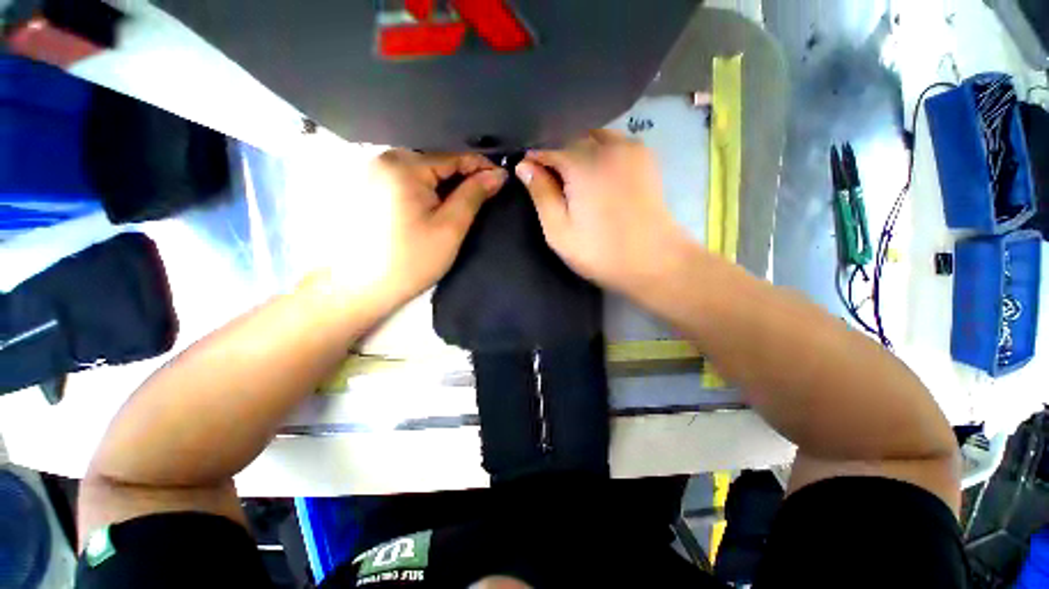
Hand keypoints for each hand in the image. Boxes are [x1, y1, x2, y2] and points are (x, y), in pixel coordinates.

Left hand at [330, 150, 506, 307]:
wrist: (364, 286)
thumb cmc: (412, 259)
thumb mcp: (450, 227)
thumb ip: (474, 195)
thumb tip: (498, 174)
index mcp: (404, 165)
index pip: (453, 156)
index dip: (482, 166)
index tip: (503, 178)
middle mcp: (385, 158)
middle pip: (437, 160)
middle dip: (464, 174)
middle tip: (487, 192)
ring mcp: (375, 171)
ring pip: (424, 169)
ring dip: (447, 182)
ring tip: (469, 197)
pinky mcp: (372, 185)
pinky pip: (410, 178)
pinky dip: (430, 187)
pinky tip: (441, 202)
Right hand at [515, 130, 688, 296]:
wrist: (653, 261)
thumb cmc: (601, 252)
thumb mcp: (560, 231)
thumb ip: (541, 194)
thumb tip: (524, 165)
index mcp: (584, 164)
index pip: (548, 147)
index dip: (533, 159)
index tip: (524, 171)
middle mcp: (608, 146)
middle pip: (571, 137)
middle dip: (556, 154)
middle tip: (551, 181)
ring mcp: (631, 148)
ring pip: (593, 137)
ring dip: (578, 151)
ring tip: (574, 179)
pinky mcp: (645, 156)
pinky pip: (614, 142)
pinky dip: (599, 151)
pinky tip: (598, 174)